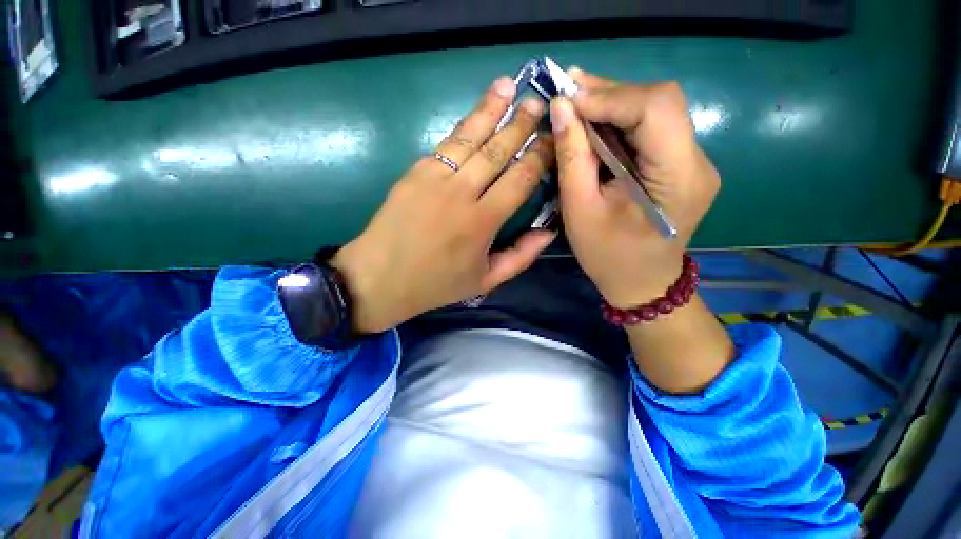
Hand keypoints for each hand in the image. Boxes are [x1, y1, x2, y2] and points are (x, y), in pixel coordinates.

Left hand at [331, 77, 554, 332]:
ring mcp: (434, 178)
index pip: (520, 179)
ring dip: (490, 109)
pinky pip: (445, 144)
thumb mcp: (486, 281)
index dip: (539, 157)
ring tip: (507, 86)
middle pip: (497, 150)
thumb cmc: (436, 284)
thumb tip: (549, 232)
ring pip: (469, 136)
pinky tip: (475, 115)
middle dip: (520, 124)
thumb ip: (521, 257)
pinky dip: (464, 127)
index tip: (553, 139)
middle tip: (538, 101)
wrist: (380, 278)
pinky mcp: (414, 172)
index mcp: (482, 222)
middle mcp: (461, 193)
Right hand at [550, 69, 720, 308]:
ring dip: (612, 104)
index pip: (656, 109)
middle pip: (659, 103)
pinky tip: (594, 122)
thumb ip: (573, 159)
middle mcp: (697, 162)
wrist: (642, 283)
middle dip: (610, 93)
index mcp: (678, 179)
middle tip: (568, 91)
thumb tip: (561, 108)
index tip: (568, 99)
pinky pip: (651, 130)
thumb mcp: (580, 211)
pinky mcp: (680, 165)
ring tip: (575, 103)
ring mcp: (693, 162)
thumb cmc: (608, 256)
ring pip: (655, 111)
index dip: (611, 96)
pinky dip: (620, 121)